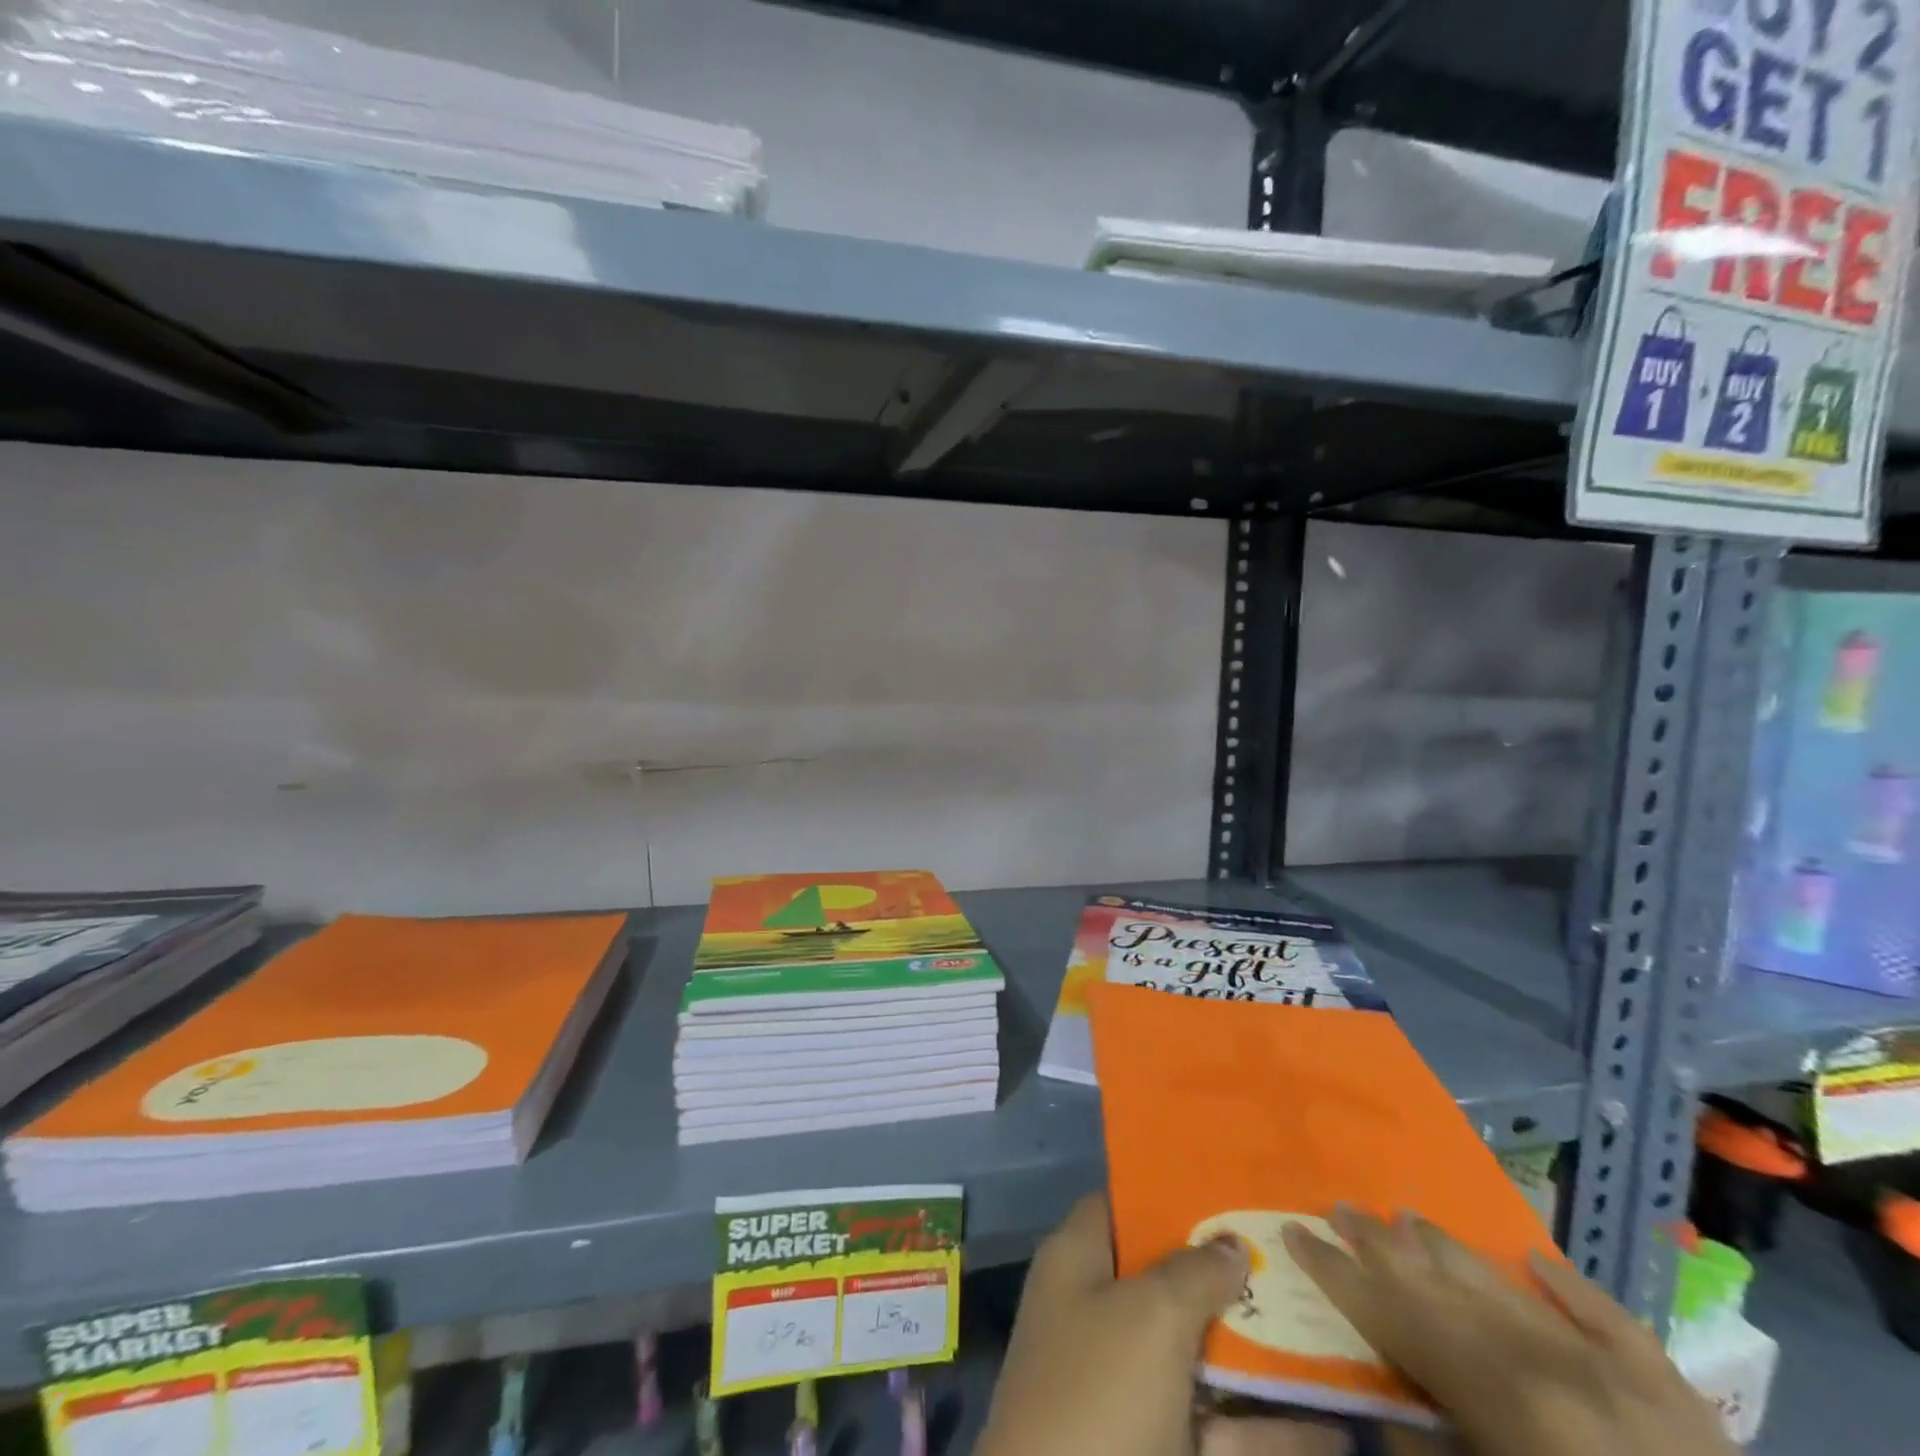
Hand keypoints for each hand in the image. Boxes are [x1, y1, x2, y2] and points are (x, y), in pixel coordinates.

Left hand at [977, 1193, 1349, 1455]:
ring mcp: (1135, 1389)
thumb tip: (1231, 1241)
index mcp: (1079, 1264)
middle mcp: (1103, 1316)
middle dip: (1231, 1273)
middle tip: (1298, 1255)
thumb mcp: (1147, 1315)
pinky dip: (1278, 1431)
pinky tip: (1340, 1426)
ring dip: (1265, 1352)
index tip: (1230, 1185)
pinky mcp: (1166, 1451)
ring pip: (1206, 1356)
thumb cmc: (1098, 1397)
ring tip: (1335, 1329)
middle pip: (1171, 1279)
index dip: (1169, 1193)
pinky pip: (1229, 1432)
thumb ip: (1193, 1271)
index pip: (1122, 1206)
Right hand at [1284, 1208, 1737, 1455]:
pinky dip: (1570, 1288)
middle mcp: (1550, 1360)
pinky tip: (1534, 1258)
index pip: (1395, 1313)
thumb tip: (1383, 1402)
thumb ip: (1428, 1449)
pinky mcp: (1677, 1394)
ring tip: (1406, 1216)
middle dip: (1385, 1246)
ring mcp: (1619, 1370)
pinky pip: (1612, 1321)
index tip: (1294, 1231)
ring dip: (1453, 1252)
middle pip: (1446, 1286)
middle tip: (1339, 1205)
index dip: (1339, 1272)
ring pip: (1512, 1290)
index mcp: (1501, 1393)